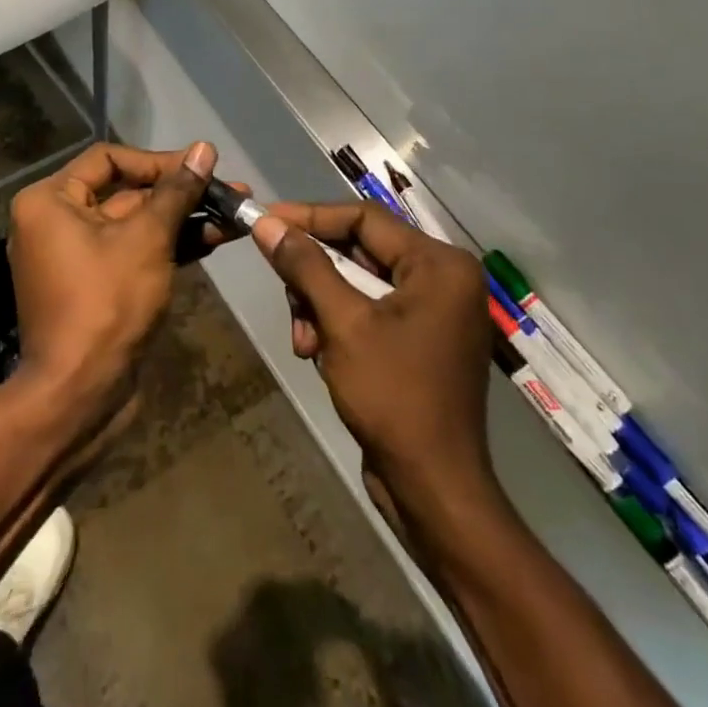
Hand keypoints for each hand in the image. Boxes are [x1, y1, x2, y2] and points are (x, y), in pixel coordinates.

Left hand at [6, 141, 216, 426]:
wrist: (80, 395)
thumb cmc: (106, 303)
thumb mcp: (147, 239)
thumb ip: (176, 192)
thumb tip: (204, 148)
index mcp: (51, 200)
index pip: (108, 159)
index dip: (158, 162)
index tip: (200, 169)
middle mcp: (56, 221)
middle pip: (125, 192)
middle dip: (180, 194)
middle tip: (231, 192)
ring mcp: (76, 256)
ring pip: (136, 225)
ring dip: (183, 220)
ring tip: (234, 217)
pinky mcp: (97, 286)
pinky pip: (134, 253)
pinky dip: (169, 247)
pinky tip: (213, 241)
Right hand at [251, 202, 495, 503]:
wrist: (434, 489)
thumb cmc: (394, 397)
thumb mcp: (342, 323)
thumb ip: (305, 266)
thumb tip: (266, 223)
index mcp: (439, 264)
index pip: (363, 217)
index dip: (309, 217)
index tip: (264, 220)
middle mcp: (443, 278)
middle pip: (359, 250)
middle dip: (315, 275)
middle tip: (284, 293)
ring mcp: (434, 310)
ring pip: (357, 282)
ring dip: (321, 306)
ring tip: (305, 342)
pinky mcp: (420, 338)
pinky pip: (368, 310)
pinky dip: (338, 325)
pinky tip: (320, 355)